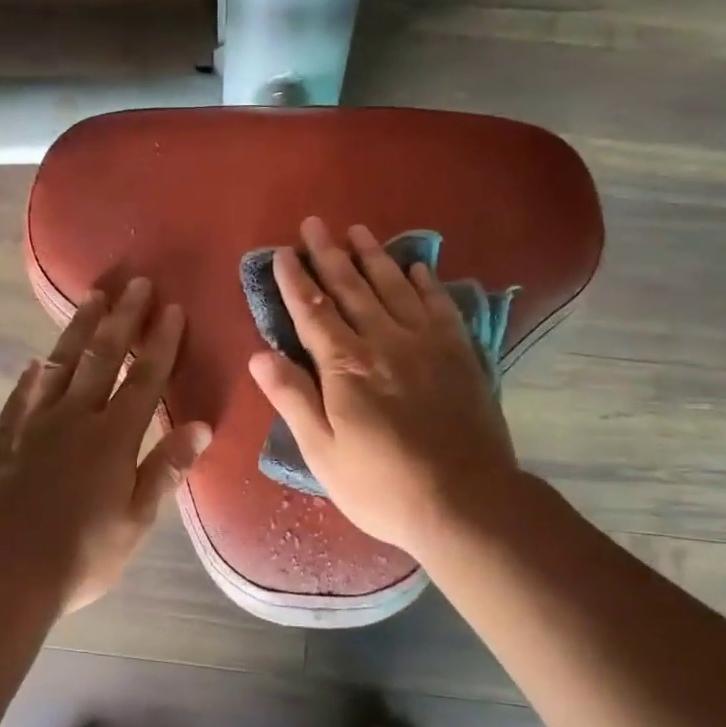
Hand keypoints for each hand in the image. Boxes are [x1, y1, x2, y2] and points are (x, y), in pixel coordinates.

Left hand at [0, 278, 211, 611]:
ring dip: (78, 330)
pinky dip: (32, 375)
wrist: (1, 573)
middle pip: (102, 358)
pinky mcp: (2, 440)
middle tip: (135, 283)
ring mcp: (33, 425)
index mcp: (112, 438)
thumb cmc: (80, 556)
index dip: (160, 343)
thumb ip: (166, 469)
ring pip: (60, 365)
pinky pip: (20, 396)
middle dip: (122, 319)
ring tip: (92, 298)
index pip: (143, 380)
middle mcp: (74, 419)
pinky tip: (37, 361)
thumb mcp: (135, 521)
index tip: (171, 308)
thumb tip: (200, 426)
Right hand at [247, 217, 521, 556]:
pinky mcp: (461, 354)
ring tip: (358, 231)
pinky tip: (417, 268)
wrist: (467, 502)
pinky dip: (426, 283)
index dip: (295, 281)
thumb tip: (258, 355)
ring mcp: (427, 344)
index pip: (313, 312)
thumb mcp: (322, 452)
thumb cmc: (382, 485)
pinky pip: (440, 306)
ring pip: (395, 287)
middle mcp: (385, 341)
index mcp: (346, 366)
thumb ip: (292, 399)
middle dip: (329, 254)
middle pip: (352, 289)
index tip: (281, 253)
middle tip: (315, 224)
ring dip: (373, 257)